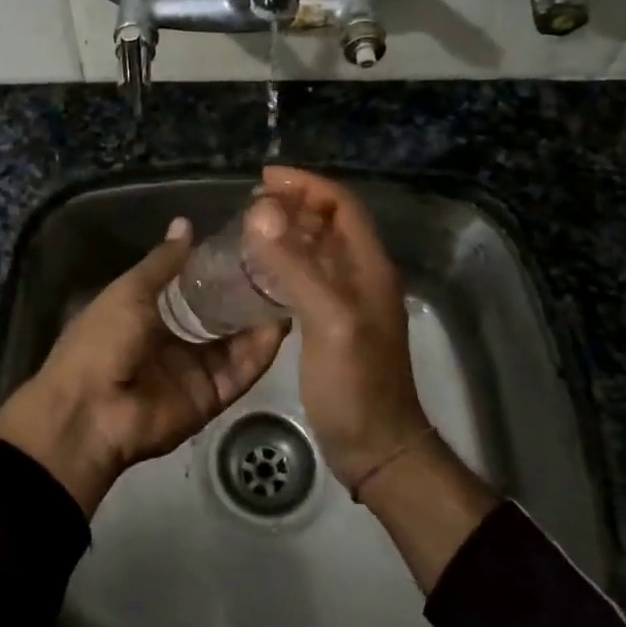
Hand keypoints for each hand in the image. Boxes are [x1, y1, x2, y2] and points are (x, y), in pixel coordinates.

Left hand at [0, 218, 284, 514]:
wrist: (88, 411)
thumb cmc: (101, 340)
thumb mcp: (130, 291)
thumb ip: (163, 262)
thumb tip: (185, 223)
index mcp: (150, 313)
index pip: (194, 287)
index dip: (220, 268)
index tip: (251, 245)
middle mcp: (176, 340)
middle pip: (221, 316)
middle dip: (247, 294)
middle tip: (282, 265)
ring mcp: (195, 371)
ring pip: (237, 342)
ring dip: (260, 320)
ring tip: (290, 289)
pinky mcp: (211, 397)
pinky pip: (240, 372)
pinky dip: (260, 352)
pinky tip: (280, 325)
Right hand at [241, 167, 431, 490]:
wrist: (376, 447)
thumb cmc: (356, 384)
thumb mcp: (327, 321)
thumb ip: (295, 267)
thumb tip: (260, 212)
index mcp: (370, 267)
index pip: (342, 205)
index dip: (307, 184)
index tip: (264, 179)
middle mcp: (362, 276)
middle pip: (331, 222)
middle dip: (294, 203)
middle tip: (251, 203)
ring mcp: (348, 300)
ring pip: (318, 248)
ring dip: (288, 230)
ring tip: (249, 227)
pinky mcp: (332, 322)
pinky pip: (308, 276)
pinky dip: (284, 261)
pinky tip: (258, 270)